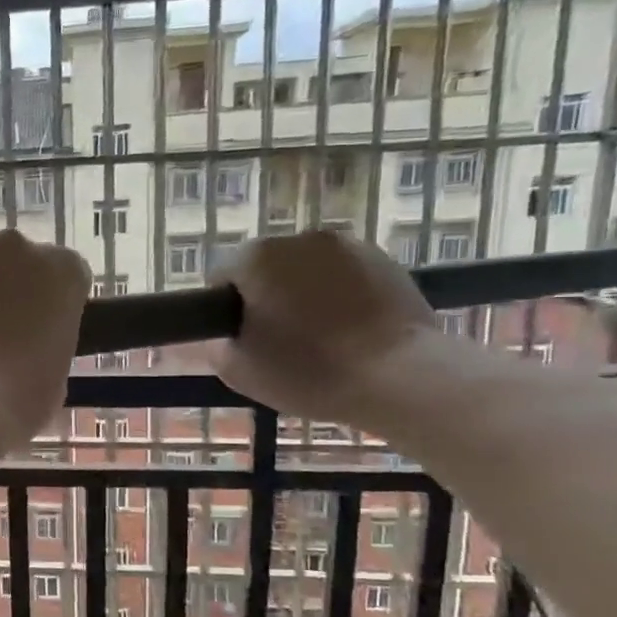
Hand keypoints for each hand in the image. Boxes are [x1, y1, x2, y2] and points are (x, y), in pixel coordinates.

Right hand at [209, 230, 435, 423]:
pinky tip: (350, 330)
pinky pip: (344, 275)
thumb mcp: (237, 370)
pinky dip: (339, 294)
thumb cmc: (308, 371)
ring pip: (306, 269)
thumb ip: (216, 344)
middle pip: (265, 267)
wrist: (401, 377)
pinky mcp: (385, 260)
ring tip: (319, 336)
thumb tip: (224, 333)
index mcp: (255, 258)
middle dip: (266, 295)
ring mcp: (346, 245)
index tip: (241, 339)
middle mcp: (298, 239)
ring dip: (303, 293)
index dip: (225, 309)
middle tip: (278, 341)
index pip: (221, 276)